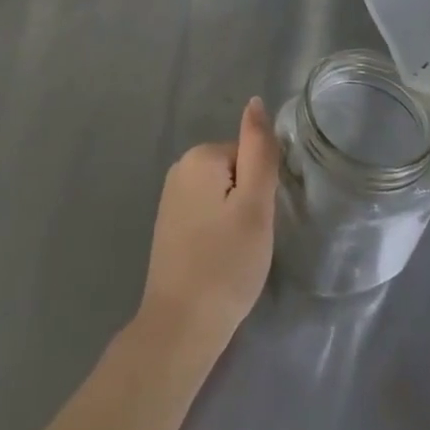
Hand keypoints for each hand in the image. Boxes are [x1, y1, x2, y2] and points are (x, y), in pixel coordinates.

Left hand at [136, 98, 279, 362]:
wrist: (181, 327)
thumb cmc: (226, 264)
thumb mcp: (255, 205)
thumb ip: (259, 151)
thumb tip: (255, 102)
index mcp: (200, 156)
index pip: (250, 156)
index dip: (261, 190)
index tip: (258, 223)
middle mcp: (180, 168)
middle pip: (235, 172)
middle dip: (248, 203)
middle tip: (249, 241)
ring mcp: (170, 197)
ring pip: (223, 195)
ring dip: (235, 219)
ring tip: (235, 254)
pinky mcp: (168, 224)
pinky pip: (207, 213)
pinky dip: (218, 232)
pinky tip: (218, 260)